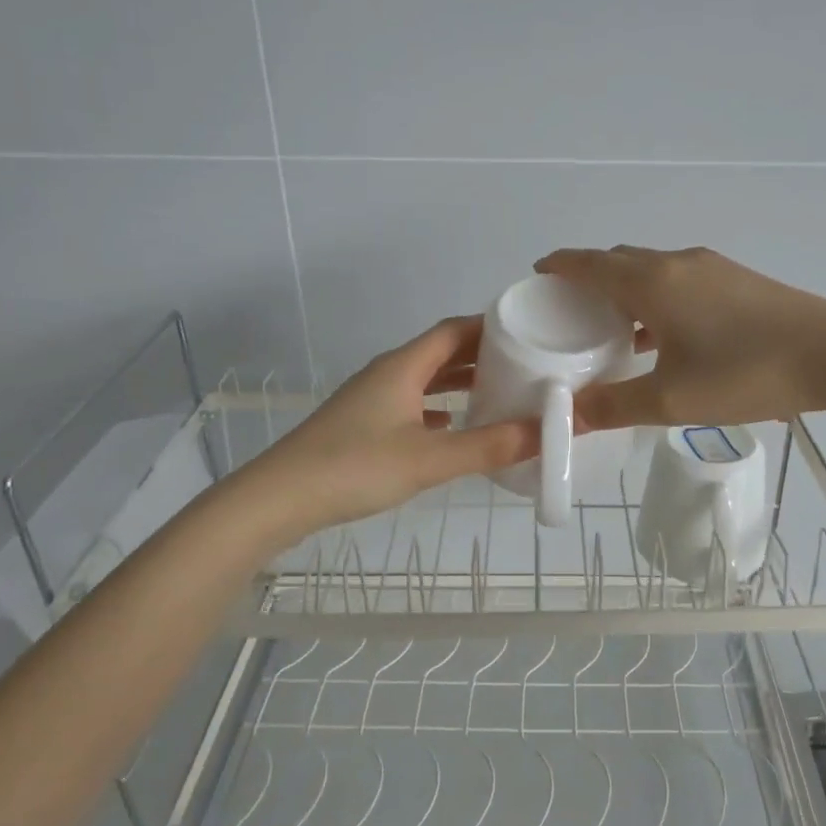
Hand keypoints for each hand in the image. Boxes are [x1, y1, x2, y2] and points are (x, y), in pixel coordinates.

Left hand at [246, 316, 537, 538]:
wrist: (279, 498)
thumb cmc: (355, 467)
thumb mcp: (429, 459)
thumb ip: (488, 446)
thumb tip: (545, 432)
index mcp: (403, 367)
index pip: (454, 331)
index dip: (491, 327)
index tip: (530, 332)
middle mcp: (388, 374)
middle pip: (441, 352)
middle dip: (482, 355)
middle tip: (527, 364)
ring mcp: (372, 399)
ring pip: (426, 379)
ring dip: (460, 382)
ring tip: (500, 392)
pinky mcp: (363, 425)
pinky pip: (412, 405)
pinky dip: (439, 409)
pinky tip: (455, 426)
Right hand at [534, 245, 825, 430]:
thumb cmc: (744, 373)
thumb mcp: (672, 400)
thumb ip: (614, 407)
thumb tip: (568, 416)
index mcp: (652, 282)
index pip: (590, 263)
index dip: (560, 266)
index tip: (538, 274)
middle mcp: (678, 263)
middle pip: (620, 260)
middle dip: (590, 277)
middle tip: (571, 310)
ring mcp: (713, 268)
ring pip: (653, 269)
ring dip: (627, 289)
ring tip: (614, 326)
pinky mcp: (739, 280)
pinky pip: (680, 280)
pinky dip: (658, 297)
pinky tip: (666, 334)